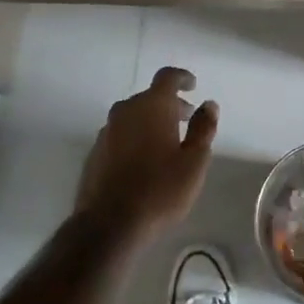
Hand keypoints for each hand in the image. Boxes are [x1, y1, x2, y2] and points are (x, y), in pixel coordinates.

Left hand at [76, 67, 218, 244]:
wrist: (108, 225)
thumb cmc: (160, 190)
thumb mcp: (194, 161)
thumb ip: (203, 128)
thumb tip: (209, 105)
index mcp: (152, 106)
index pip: (167, 77)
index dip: (182, 78)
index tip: (193, 86)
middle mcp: (125, 111)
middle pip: (149, 97)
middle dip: (169, 105)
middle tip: (186, 120)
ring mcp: (106, 132)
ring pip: (133, 116)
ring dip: (151, 122)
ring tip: (167, 143)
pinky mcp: (95, 153)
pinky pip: (120, 135)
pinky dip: (135, 138)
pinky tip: (144, 162)